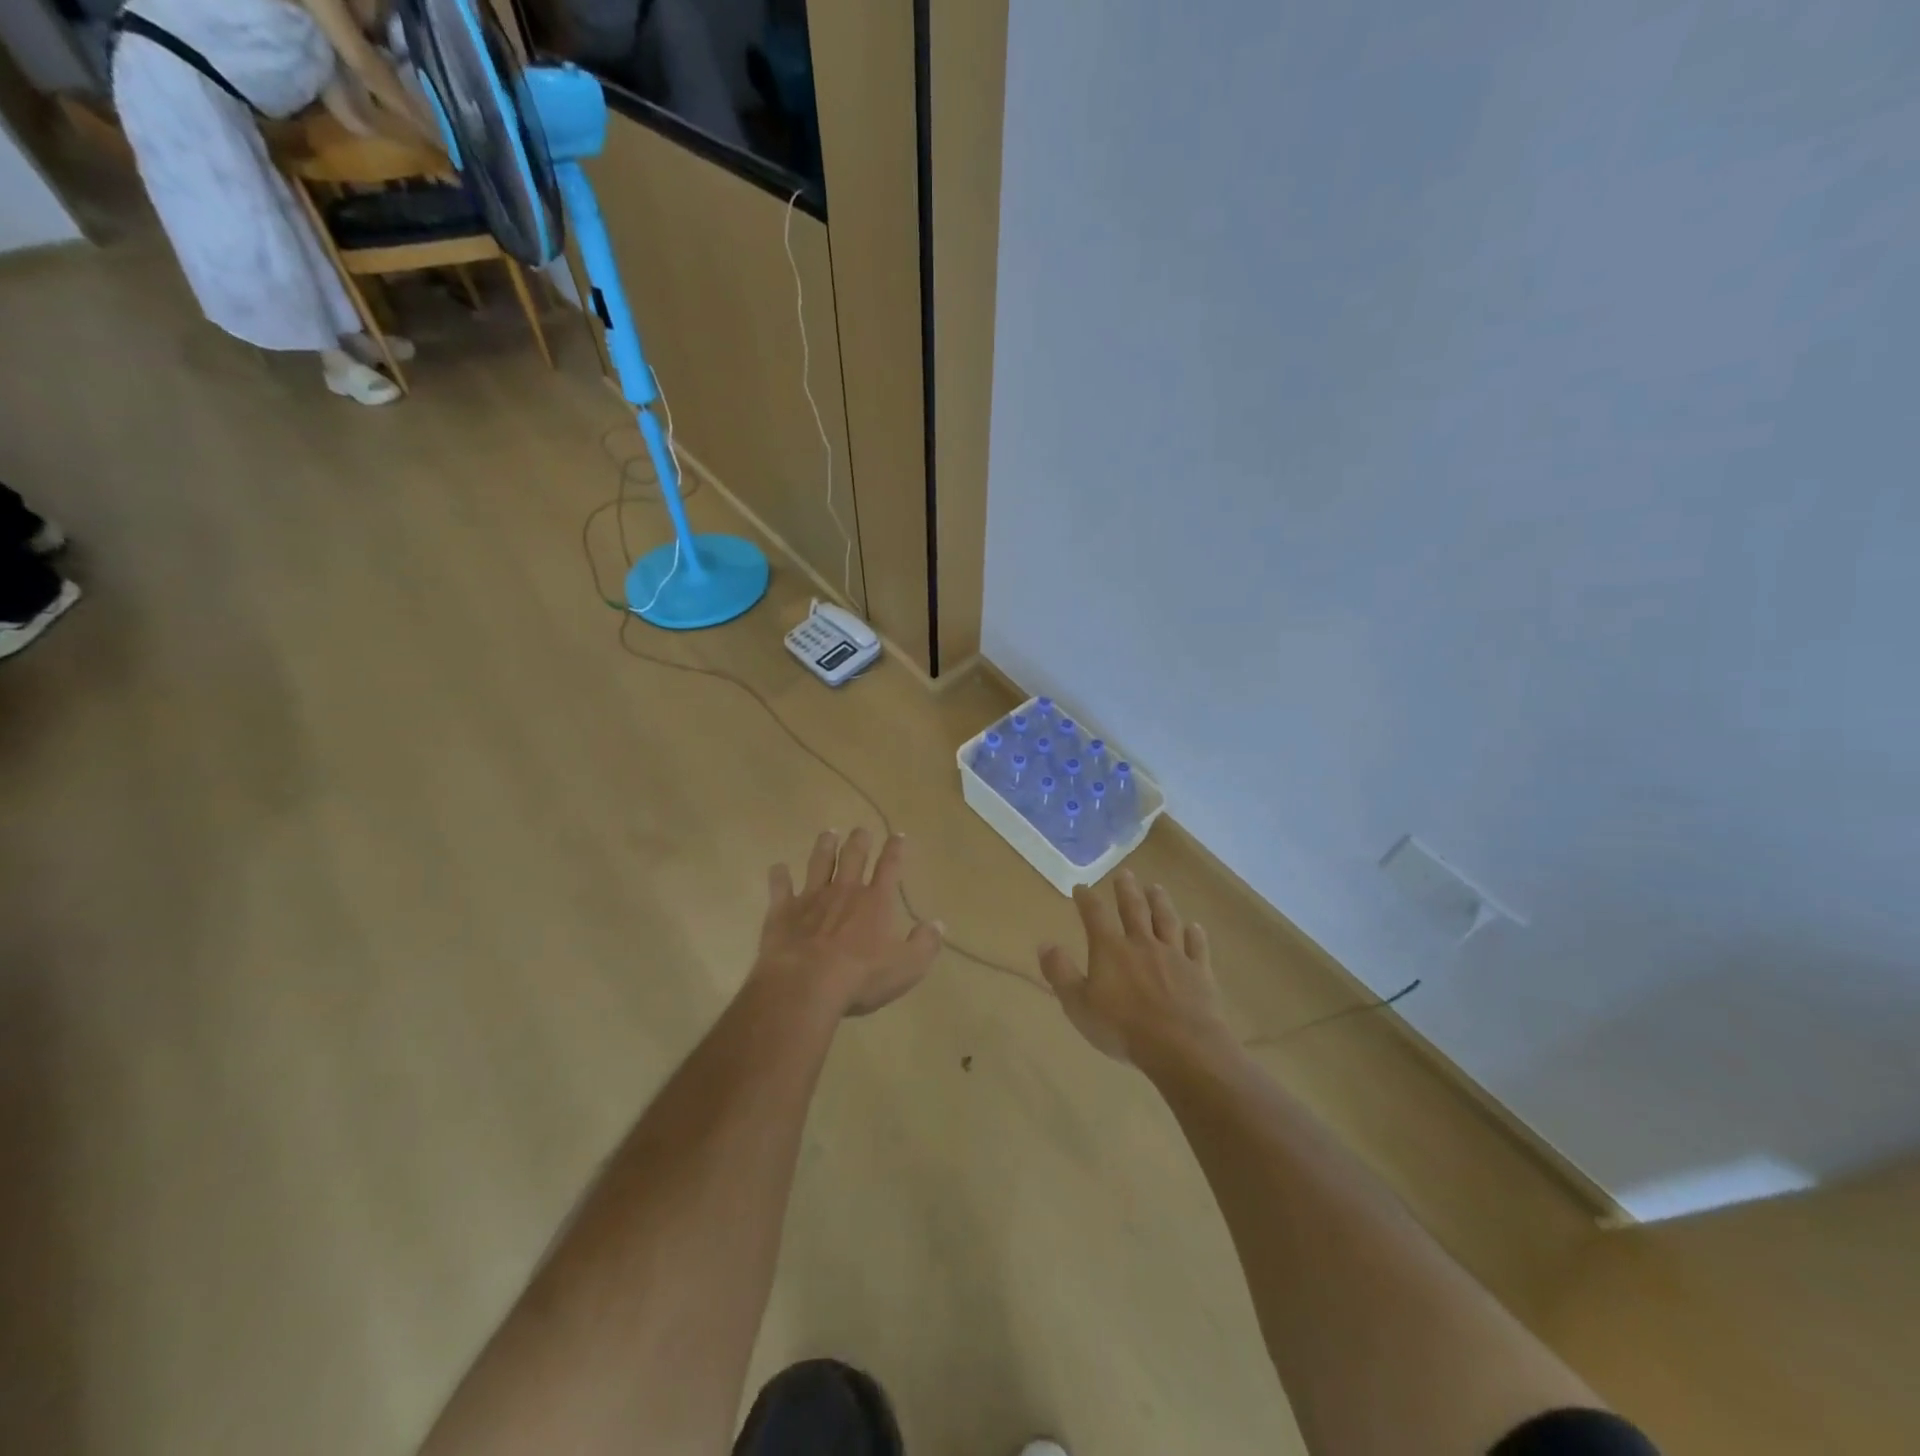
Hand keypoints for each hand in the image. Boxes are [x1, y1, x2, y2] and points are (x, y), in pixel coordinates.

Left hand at [755, 829, 942, 1016]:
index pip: (890, 867)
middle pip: (853, 856)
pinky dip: (779, 875)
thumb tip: (938, 923)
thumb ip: (925, 943)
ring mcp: (811, 898)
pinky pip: (780, 886)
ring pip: (819, 862)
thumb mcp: (907, 967)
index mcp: (875, 901)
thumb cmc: (861, 978)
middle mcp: (844, 891)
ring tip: (828, 833)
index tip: (898, 835)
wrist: (805, 986)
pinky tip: (778, 868)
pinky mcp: (783, 911)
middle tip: (861, 830)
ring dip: (824, 846)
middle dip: (859, 840)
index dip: (895, 849)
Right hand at [1039, 871, 1235, 1069]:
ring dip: (1160, 902)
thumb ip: (1060, 973)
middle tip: (1124, 873)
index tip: (1081, 887)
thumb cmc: (1122, 1028)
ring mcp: (1174, 956)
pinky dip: (1195, 935)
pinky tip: (1194, 927)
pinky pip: (1197, 947)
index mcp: (1111, 949)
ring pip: (1166, 921)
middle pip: (1134, 909)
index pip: (1095, 915)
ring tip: (1155, 887)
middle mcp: (1142, 944)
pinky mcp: (1199, 972)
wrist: (1181, 1046)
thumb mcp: (1078, 1005)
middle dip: (1127, 890)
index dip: (1086, 899)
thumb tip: (1044, 944)